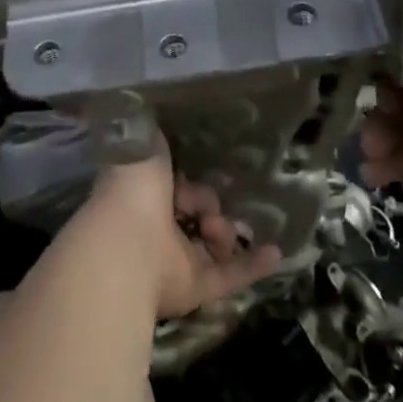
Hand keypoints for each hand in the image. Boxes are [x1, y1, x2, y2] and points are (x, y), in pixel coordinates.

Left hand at [89, 146, 282, 319]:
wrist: (125, 247)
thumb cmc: (131, 189)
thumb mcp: (143, 143)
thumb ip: (153, 130)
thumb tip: (153, 112)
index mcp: (141, 196)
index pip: (172, 186)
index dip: (186, 178)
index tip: (198, 169)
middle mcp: (156, 229)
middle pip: (196, 214)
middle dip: (206, 204)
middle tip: (204, 206)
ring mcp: (174, 261)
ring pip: (213, 243)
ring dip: (225, 231)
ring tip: (216, 228)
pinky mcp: (193, 289)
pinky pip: (229, 276)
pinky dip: (253, 265)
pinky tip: (276, 253)